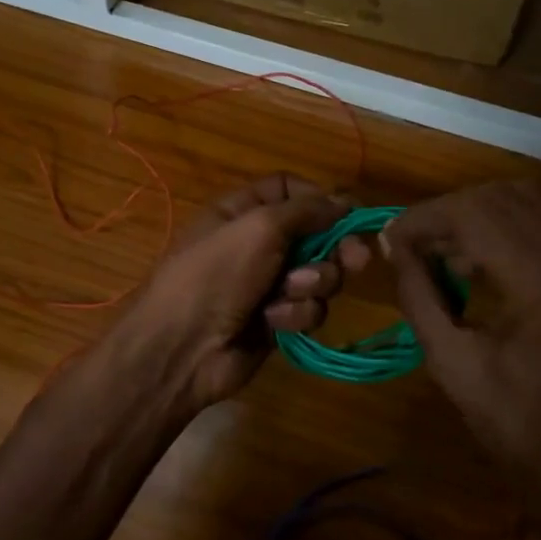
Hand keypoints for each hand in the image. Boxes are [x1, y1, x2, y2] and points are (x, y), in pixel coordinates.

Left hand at [102, 174, 369, 414]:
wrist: (184, 349)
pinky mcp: (277, 321)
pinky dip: (295, 314)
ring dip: (310, 284)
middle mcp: (256, 244)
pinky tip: (274, 322)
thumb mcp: (259, 228)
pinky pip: (307, 310)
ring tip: (288, 293)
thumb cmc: (217, 275)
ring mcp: (267, 284)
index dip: (319, 198)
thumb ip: (305, 210)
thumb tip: (344, 201)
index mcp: (242, 211)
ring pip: (317, 275)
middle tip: (356, 259)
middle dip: (335, 247)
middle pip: (314, 234)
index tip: (350, 212)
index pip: (288, 190)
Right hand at [386, 181, 540, 539]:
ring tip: (441, 249)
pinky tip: (475, 259)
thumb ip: (419, 297)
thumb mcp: (452, 365)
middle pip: (500, 196)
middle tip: (412, 242)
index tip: (390, 238)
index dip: (423, 218)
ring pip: (525, 200)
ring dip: (473, 212)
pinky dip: (500, 224)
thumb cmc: (517, 427)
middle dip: (445, 211)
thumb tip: (392, 248)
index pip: (474, 215)